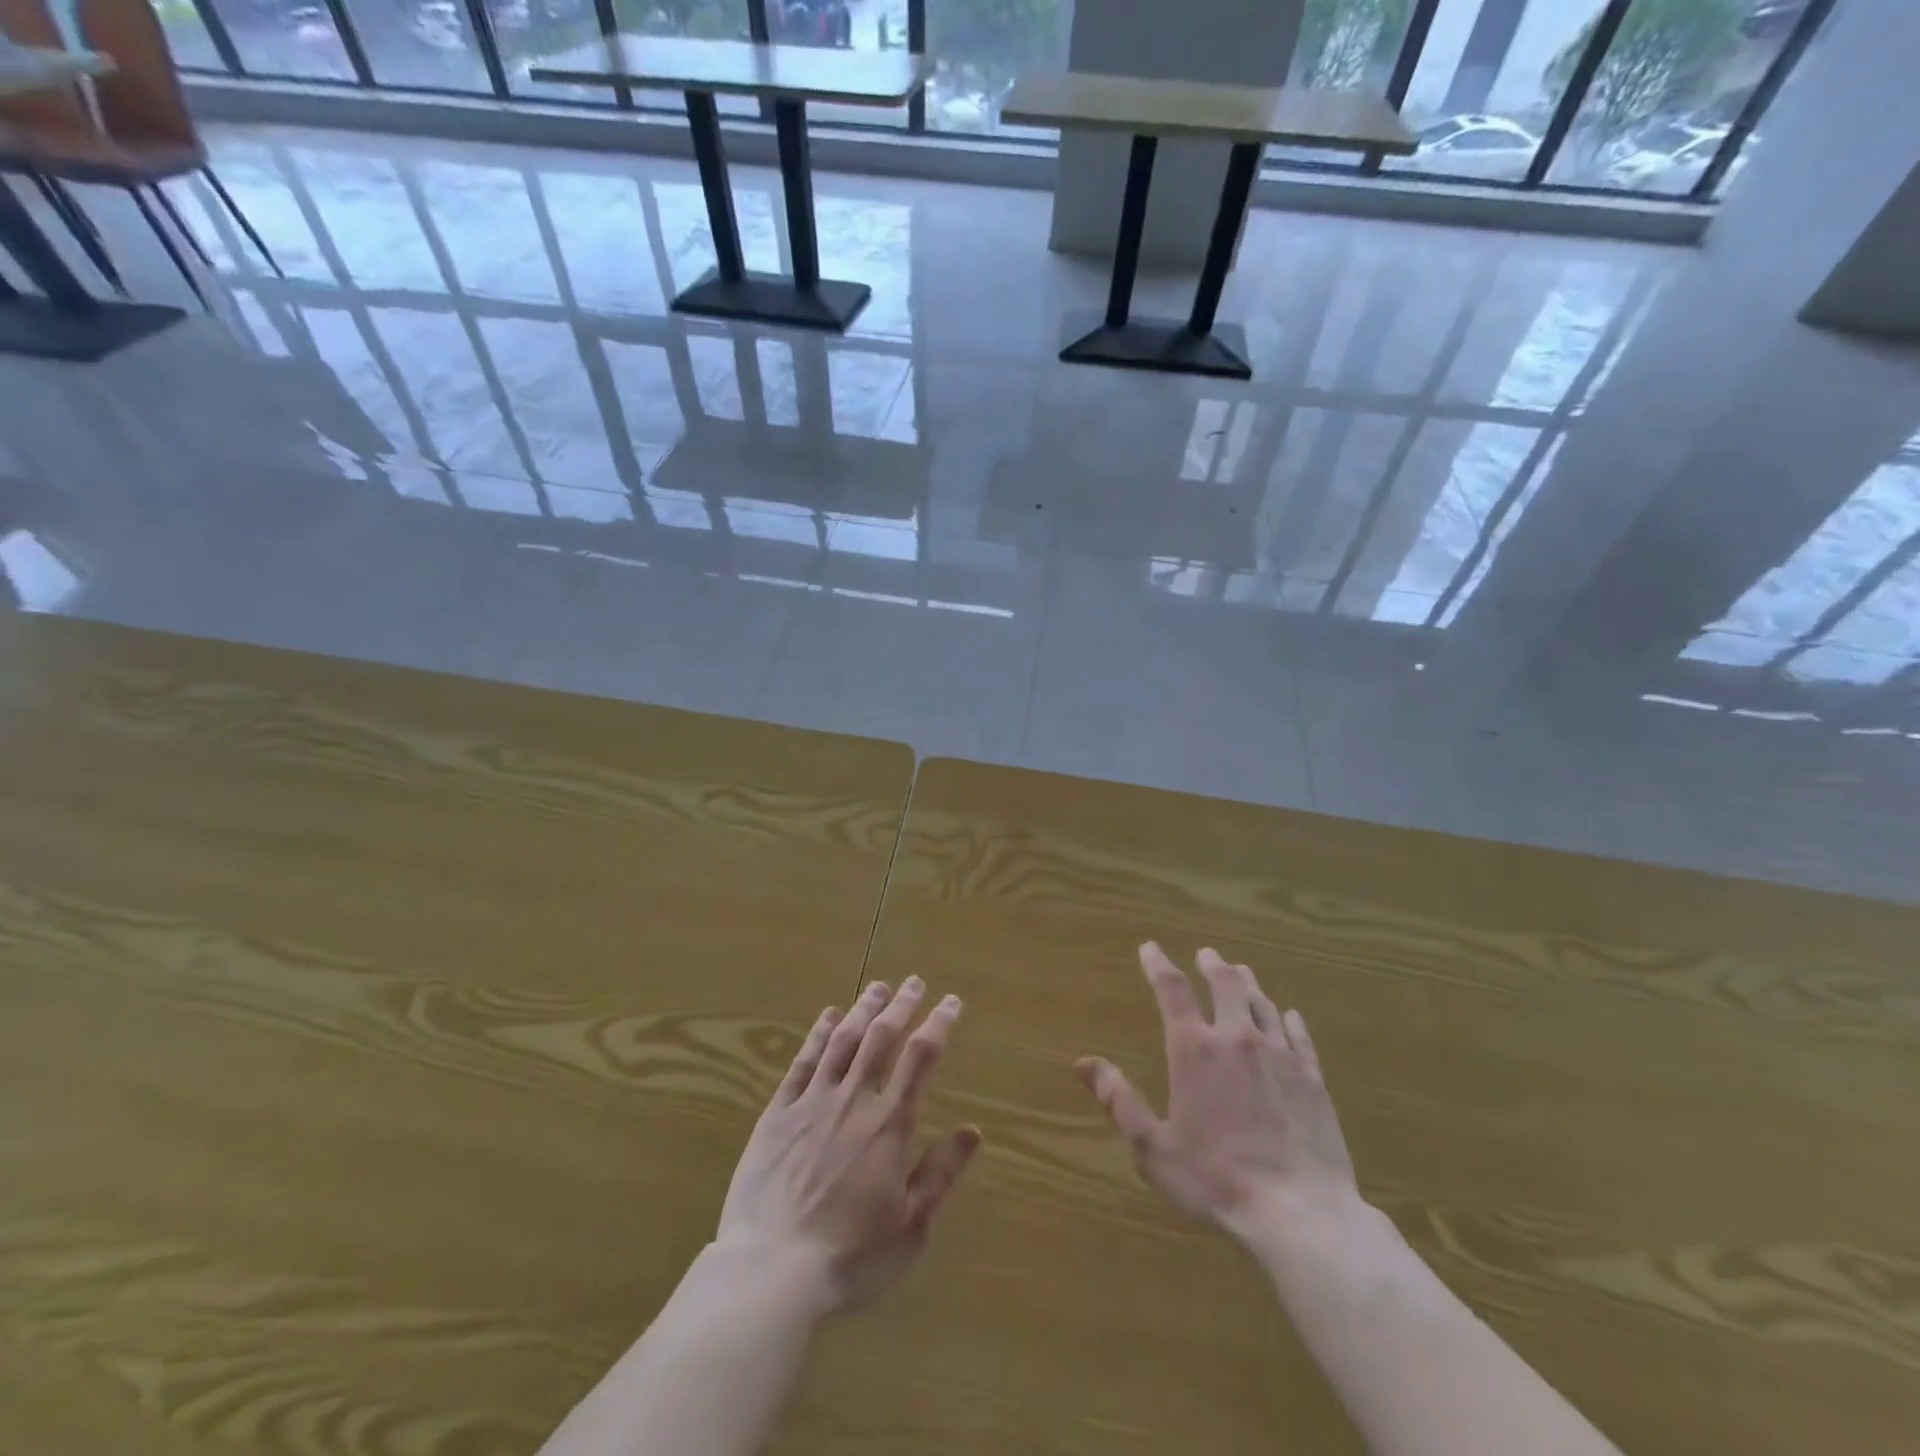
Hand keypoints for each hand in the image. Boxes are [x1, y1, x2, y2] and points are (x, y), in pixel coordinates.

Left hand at [716, 977, 980, 1313]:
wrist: (771, 1270)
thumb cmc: (850, 1256)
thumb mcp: (910, 1226)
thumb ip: (941, 1173)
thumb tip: (973, 1130)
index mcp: (889, 1124)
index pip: (920, 1058)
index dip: (938, 1024)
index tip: (950, 1001)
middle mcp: (853, 1100)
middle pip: (881, 1038)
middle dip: (901, 1005)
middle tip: (914, 982)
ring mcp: (812, 1102)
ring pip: (842, 1041)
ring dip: (862, 1010)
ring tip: (877, 987)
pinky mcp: (778, 1114)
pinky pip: (802, 1063)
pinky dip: (817, 1035)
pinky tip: (827, 1017)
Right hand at [1076, 943, 1360, 1243]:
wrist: (1300, 1213)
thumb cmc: (1216, 1180)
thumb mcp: (1153, 1147)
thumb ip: (1119, 1101)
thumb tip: (1083, 1063)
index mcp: (1194, 1050)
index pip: (1172, 991)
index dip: (1158, 965)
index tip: (1149, 948)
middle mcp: (1237, 1039)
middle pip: (1225, 984)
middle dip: (1212, 964)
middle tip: (1206, 953)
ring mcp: (1280, 1056)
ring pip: (1262, 1004)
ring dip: (1248, 984)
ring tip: (1241, 972)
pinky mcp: (1312, 1079)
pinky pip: (1299, 1037)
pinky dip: (1289, 1020)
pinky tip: (1289, 1015)